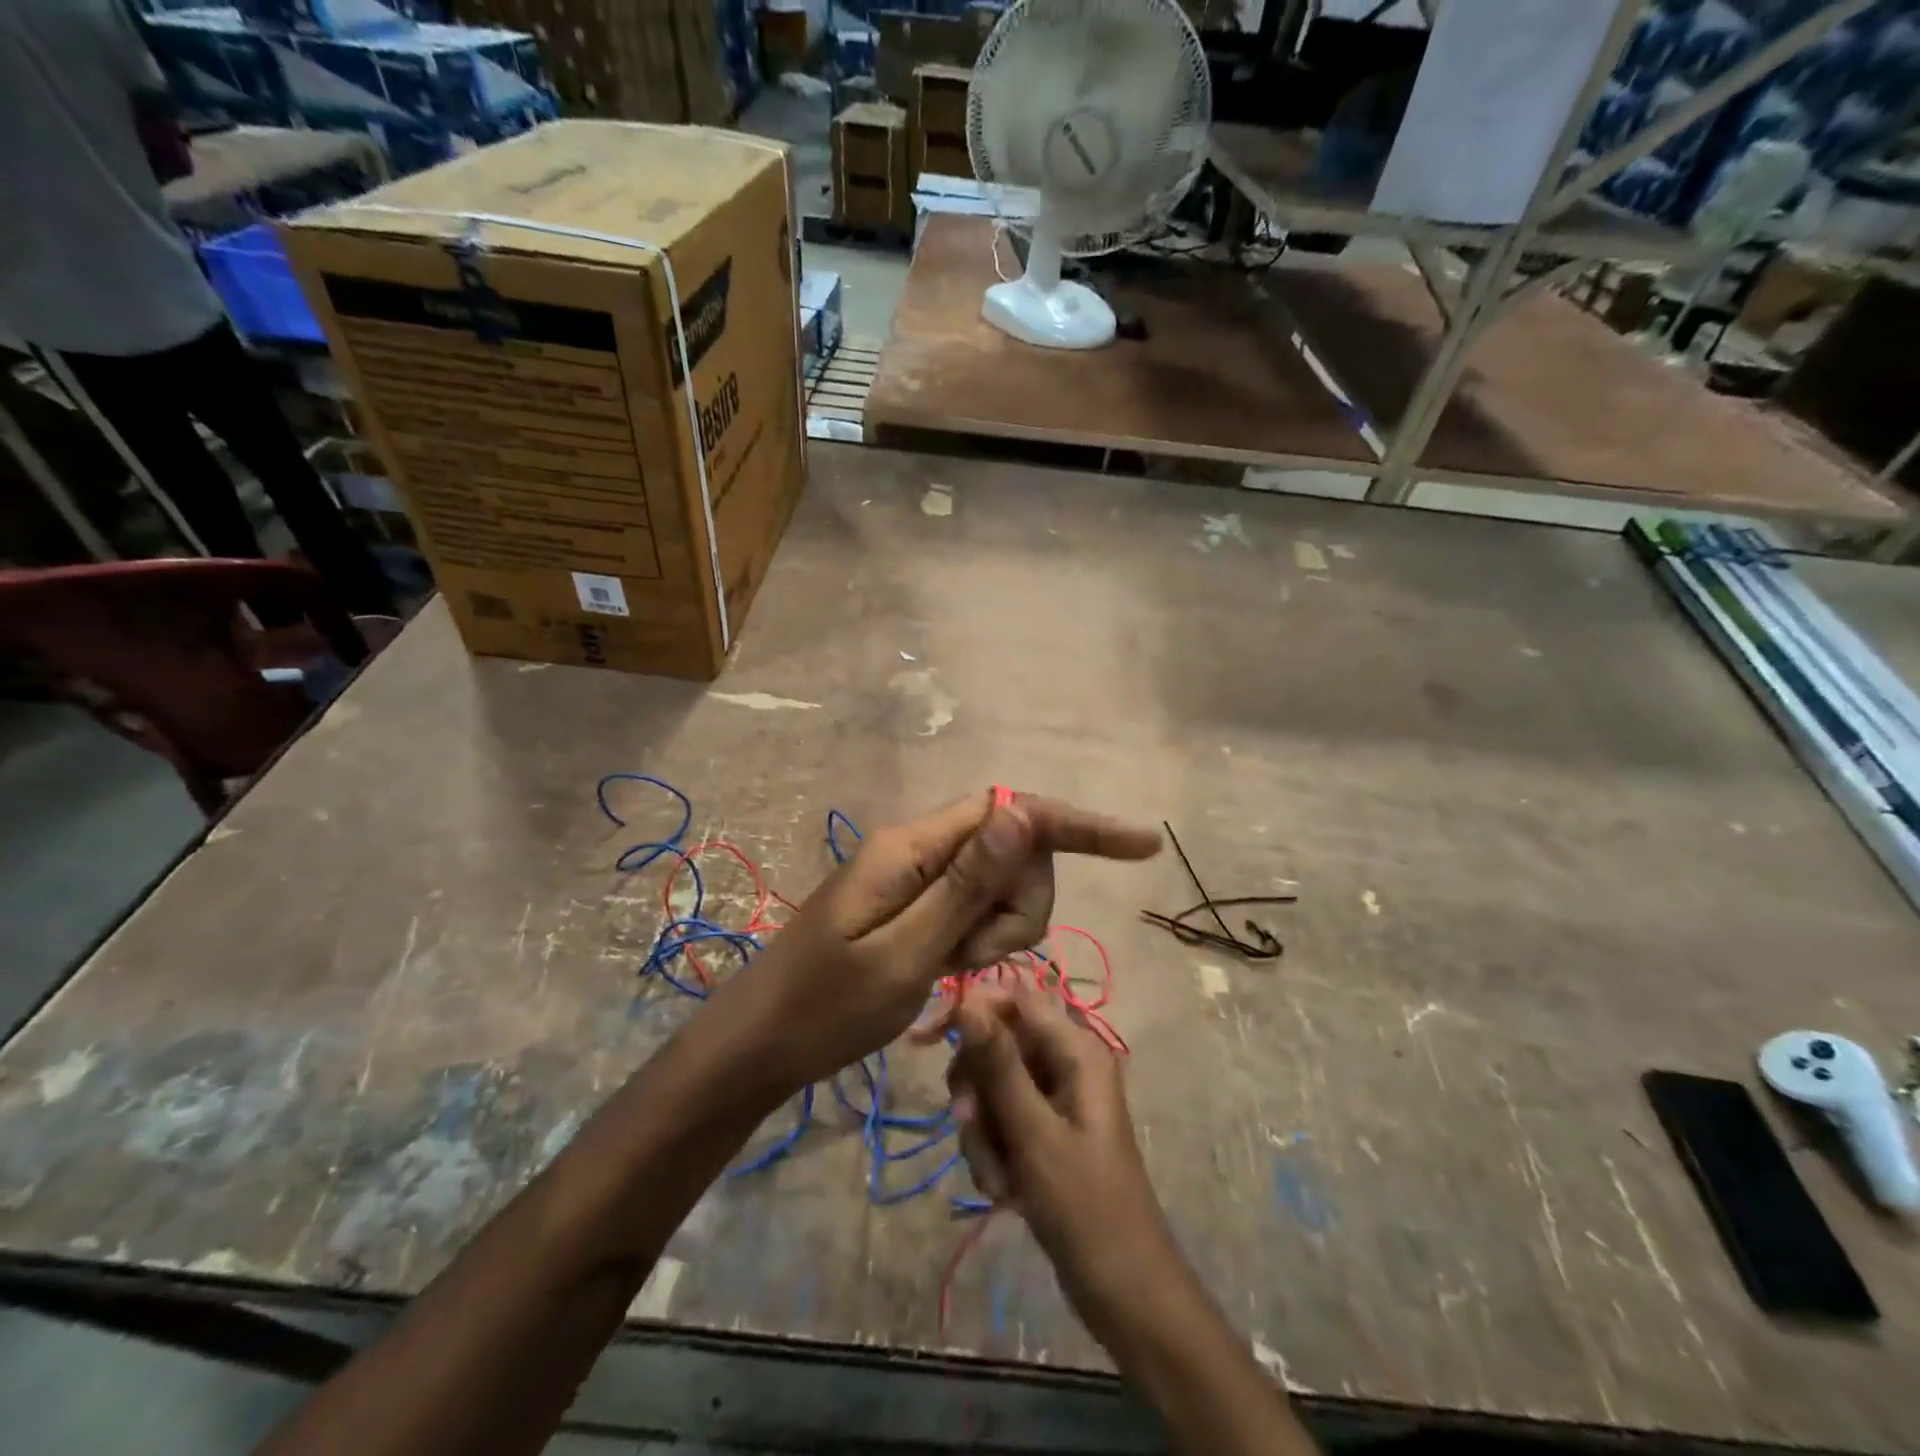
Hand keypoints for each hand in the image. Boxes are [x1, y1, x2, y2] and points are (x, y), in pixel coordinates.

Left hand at [734, 790, 1158, 1087]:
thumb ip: (966, 884)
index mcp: (914, 846)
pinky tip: (949, 973)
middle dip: (1019, 905)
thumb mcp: (904, 953)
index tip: (1144, 845)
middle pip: (1013, 851)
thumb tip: (1023, 813)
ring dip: (999, 930)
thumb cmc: (824, 1008)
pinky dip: (977, 941)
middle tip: (976, 959)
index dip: (1079, 824)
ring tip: (953, 972)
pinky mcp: (914, 907)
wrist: (760, 1044)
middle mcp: (919, 848)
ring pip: (999, 886)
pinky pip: (971, 910)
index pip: (1012, 809)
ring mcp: (916, 878)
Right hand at [945, 986, 1177, 1327]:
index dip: (971, 1009)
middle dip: (977, 1090)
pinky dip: (993, 1152)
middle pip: (996, 1044)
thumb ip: (998, 1062)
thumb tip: (968, 997)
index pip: (1013, 998)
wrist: (1122, 1289)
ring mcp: (1053, 1098)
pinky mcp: (1042, 1130)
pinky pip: (999, 1120)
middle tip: (972, 1126)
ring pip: (991, 1087)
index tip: (927, 1039)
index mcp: (1076, 1049)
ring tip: (998, 1178)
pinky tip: (1004, 1191)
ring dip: (982, 1132)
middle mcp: (1065, 1063)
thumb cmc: (1084, 1205)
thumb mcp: (1033, 1132)